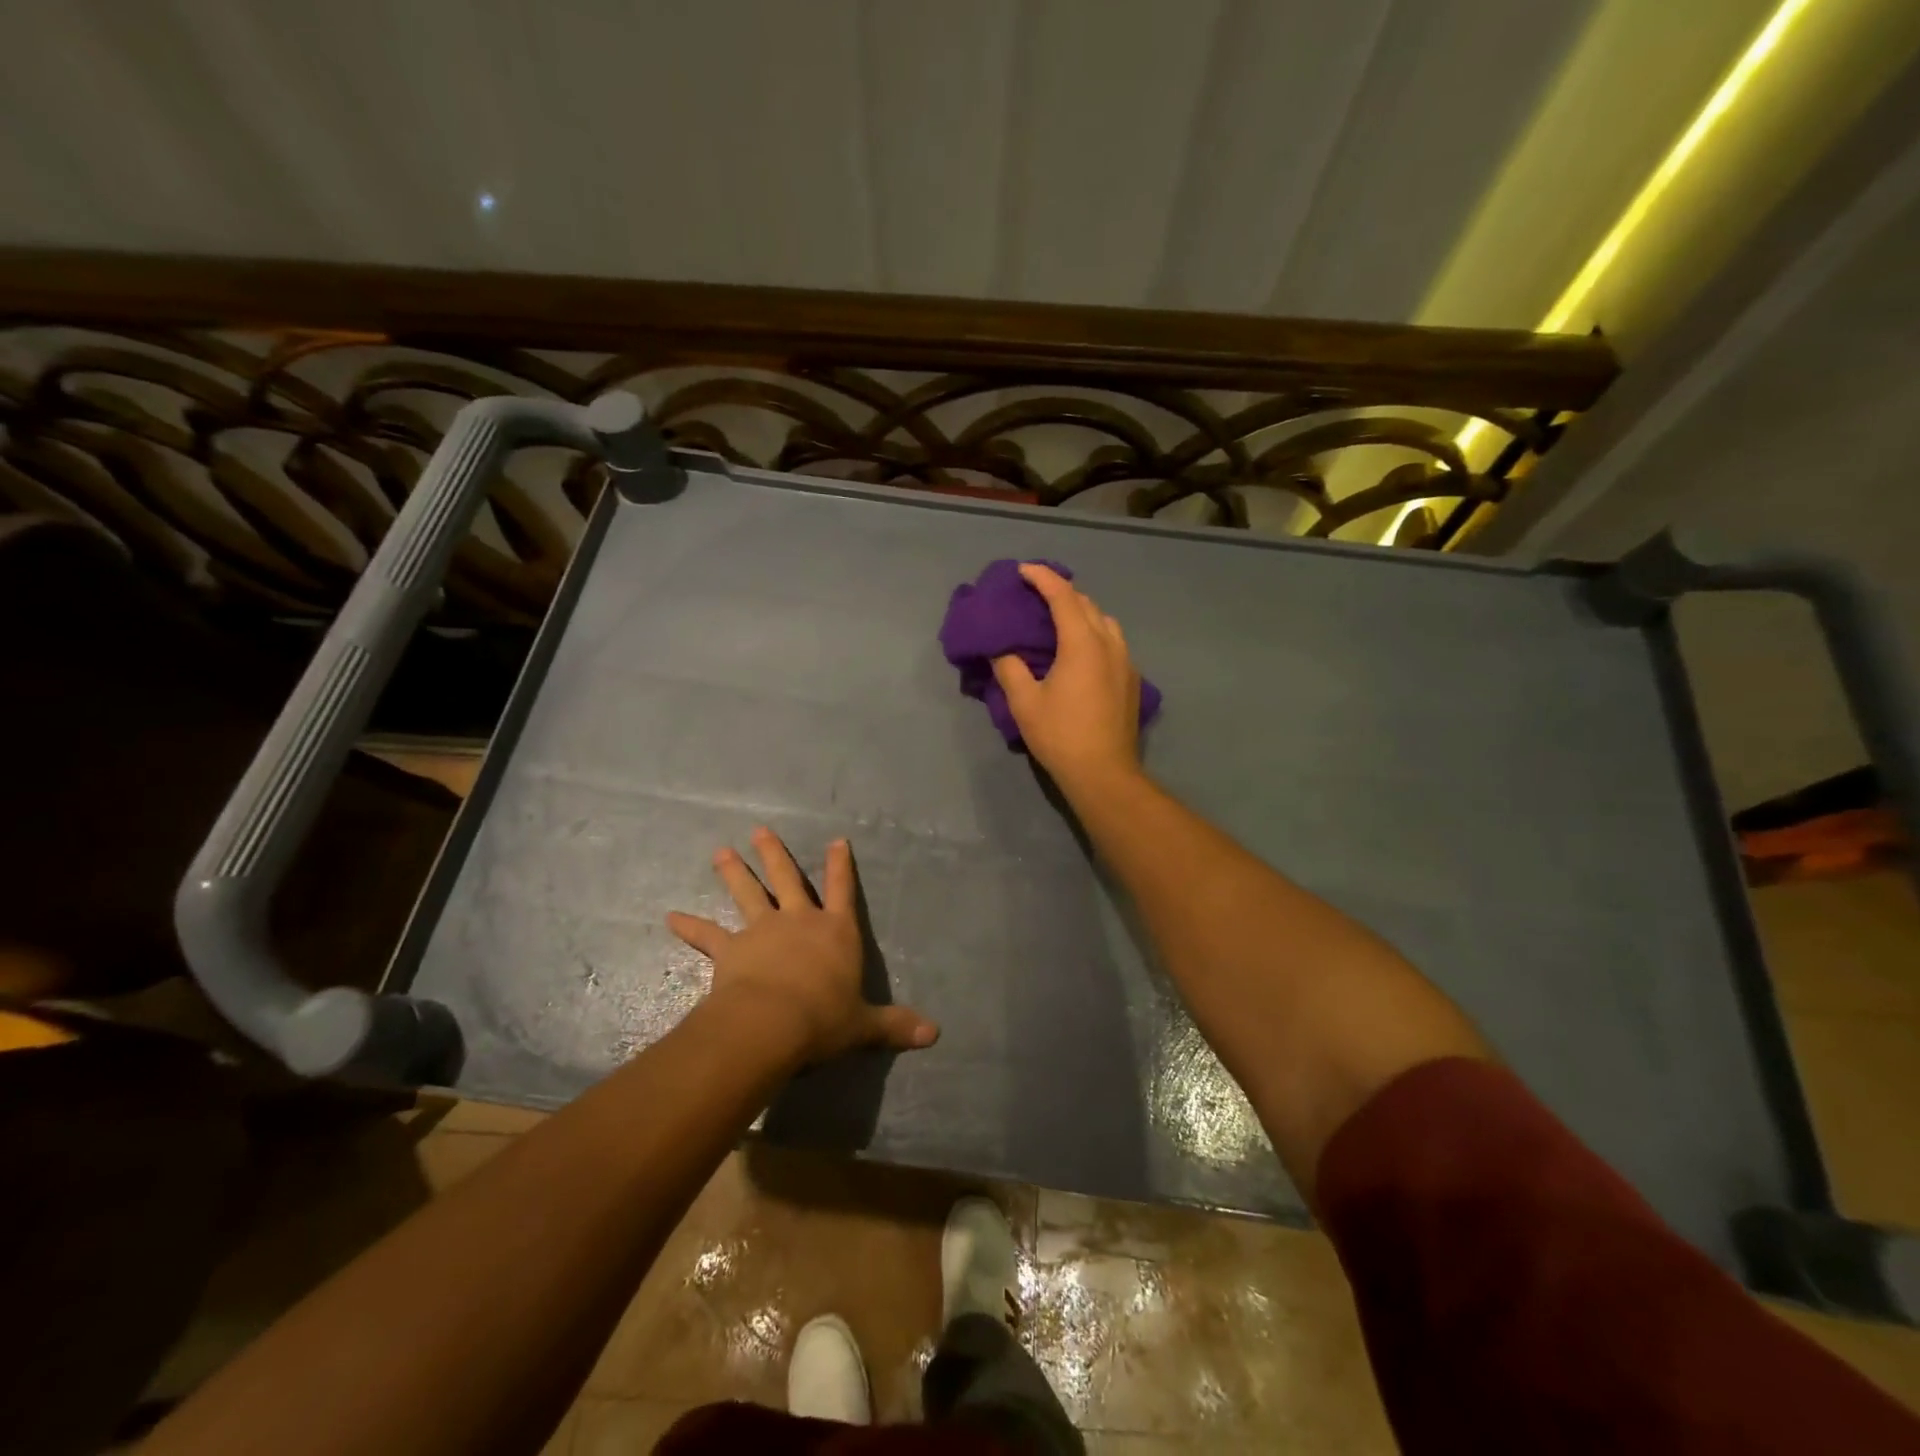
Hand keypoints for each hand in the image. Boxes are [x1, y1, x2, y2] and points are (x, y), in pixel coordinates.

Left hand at [667, 827, 938, 1063]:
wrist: (772, 1024)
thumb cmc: (825, 1019)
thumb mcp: (864, 1025)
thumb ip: (895, 1025)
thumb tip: (935, 1035)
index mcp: (836, 932)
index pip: (843, 890)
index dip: (841, 865)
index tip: (836, 840)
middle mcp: (799, 921)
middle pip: (788, 879)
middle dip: (775, 854)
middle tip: (760, 830)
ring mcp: (762, 930)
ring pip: (748, 893)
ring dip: (734, 872)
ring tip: (721, 851)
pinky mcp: (731, 949)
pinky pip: (707, 935)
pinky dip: (690, 926)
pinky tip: (670, 916)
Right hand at [991, 563, 1143, 790]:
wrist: (1104, 773)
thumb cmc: (1061, 735)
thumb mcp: (1024, 703)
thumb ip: (1010, 668)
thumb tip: (1001, 650)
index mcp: (1082, 644)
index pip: (1063, 596)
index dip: (1042, 578)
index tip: (1023, 570)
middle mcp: (1109, 644)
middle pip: (1087, 603)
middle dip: (1062, 591)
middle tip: (1036, 593)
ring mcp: (1126, 662)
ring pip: (1105, 621)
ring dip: (1082, 611)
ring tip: (1060, 618)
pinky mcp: (1132, 680)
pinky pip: (1113, 641)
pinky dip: (1095, 632)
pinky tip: (1082, 650)